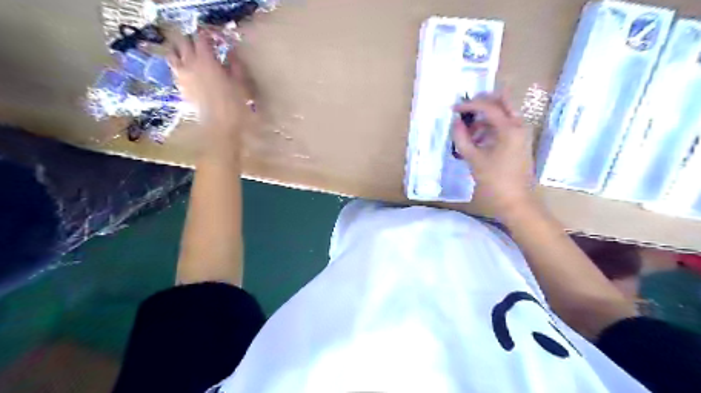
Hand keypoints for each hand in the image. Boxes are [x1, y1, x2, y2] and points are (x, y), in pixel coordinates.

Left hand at [166, 30, 255, 138]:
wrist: (220, 126)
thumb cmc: (234, 104)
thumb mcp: (240, 83)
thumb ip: (235, 65)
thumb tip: (231, 53)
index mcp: (206, 59)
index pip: (201, 37)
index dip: (208, 35)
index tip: (216, 39)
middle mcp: (189, 63)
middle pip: (183, 41)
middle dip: (192, 40)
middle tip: (203, 46)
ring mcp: (182, 75)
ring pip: (172, 54)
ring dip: (180, 51)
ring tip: (189, 55)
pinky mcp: (180, 87)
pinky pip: (175, 70)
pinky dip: (179, 66)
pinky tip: (189, 71)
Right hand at [456, 94, 536, 219]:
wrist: (516, 201)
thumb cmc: (494, 181)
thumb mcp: (474, 159)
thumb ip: (462, 138)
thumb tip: (456, 123)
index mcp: (510, 128)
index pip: (488, 107)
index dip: (469, 105)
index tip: (453, 109)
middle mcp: (519, 126)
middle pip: (502, 102)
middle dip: (482, 103)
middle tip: (464, 109)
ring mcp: (521, 134)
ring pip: (503, 114)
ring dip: (485, 117)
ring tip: (467, 131)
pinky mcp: (519, 142)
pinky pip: (504, 126)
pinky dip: (490, 128)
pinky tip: (477, 140)